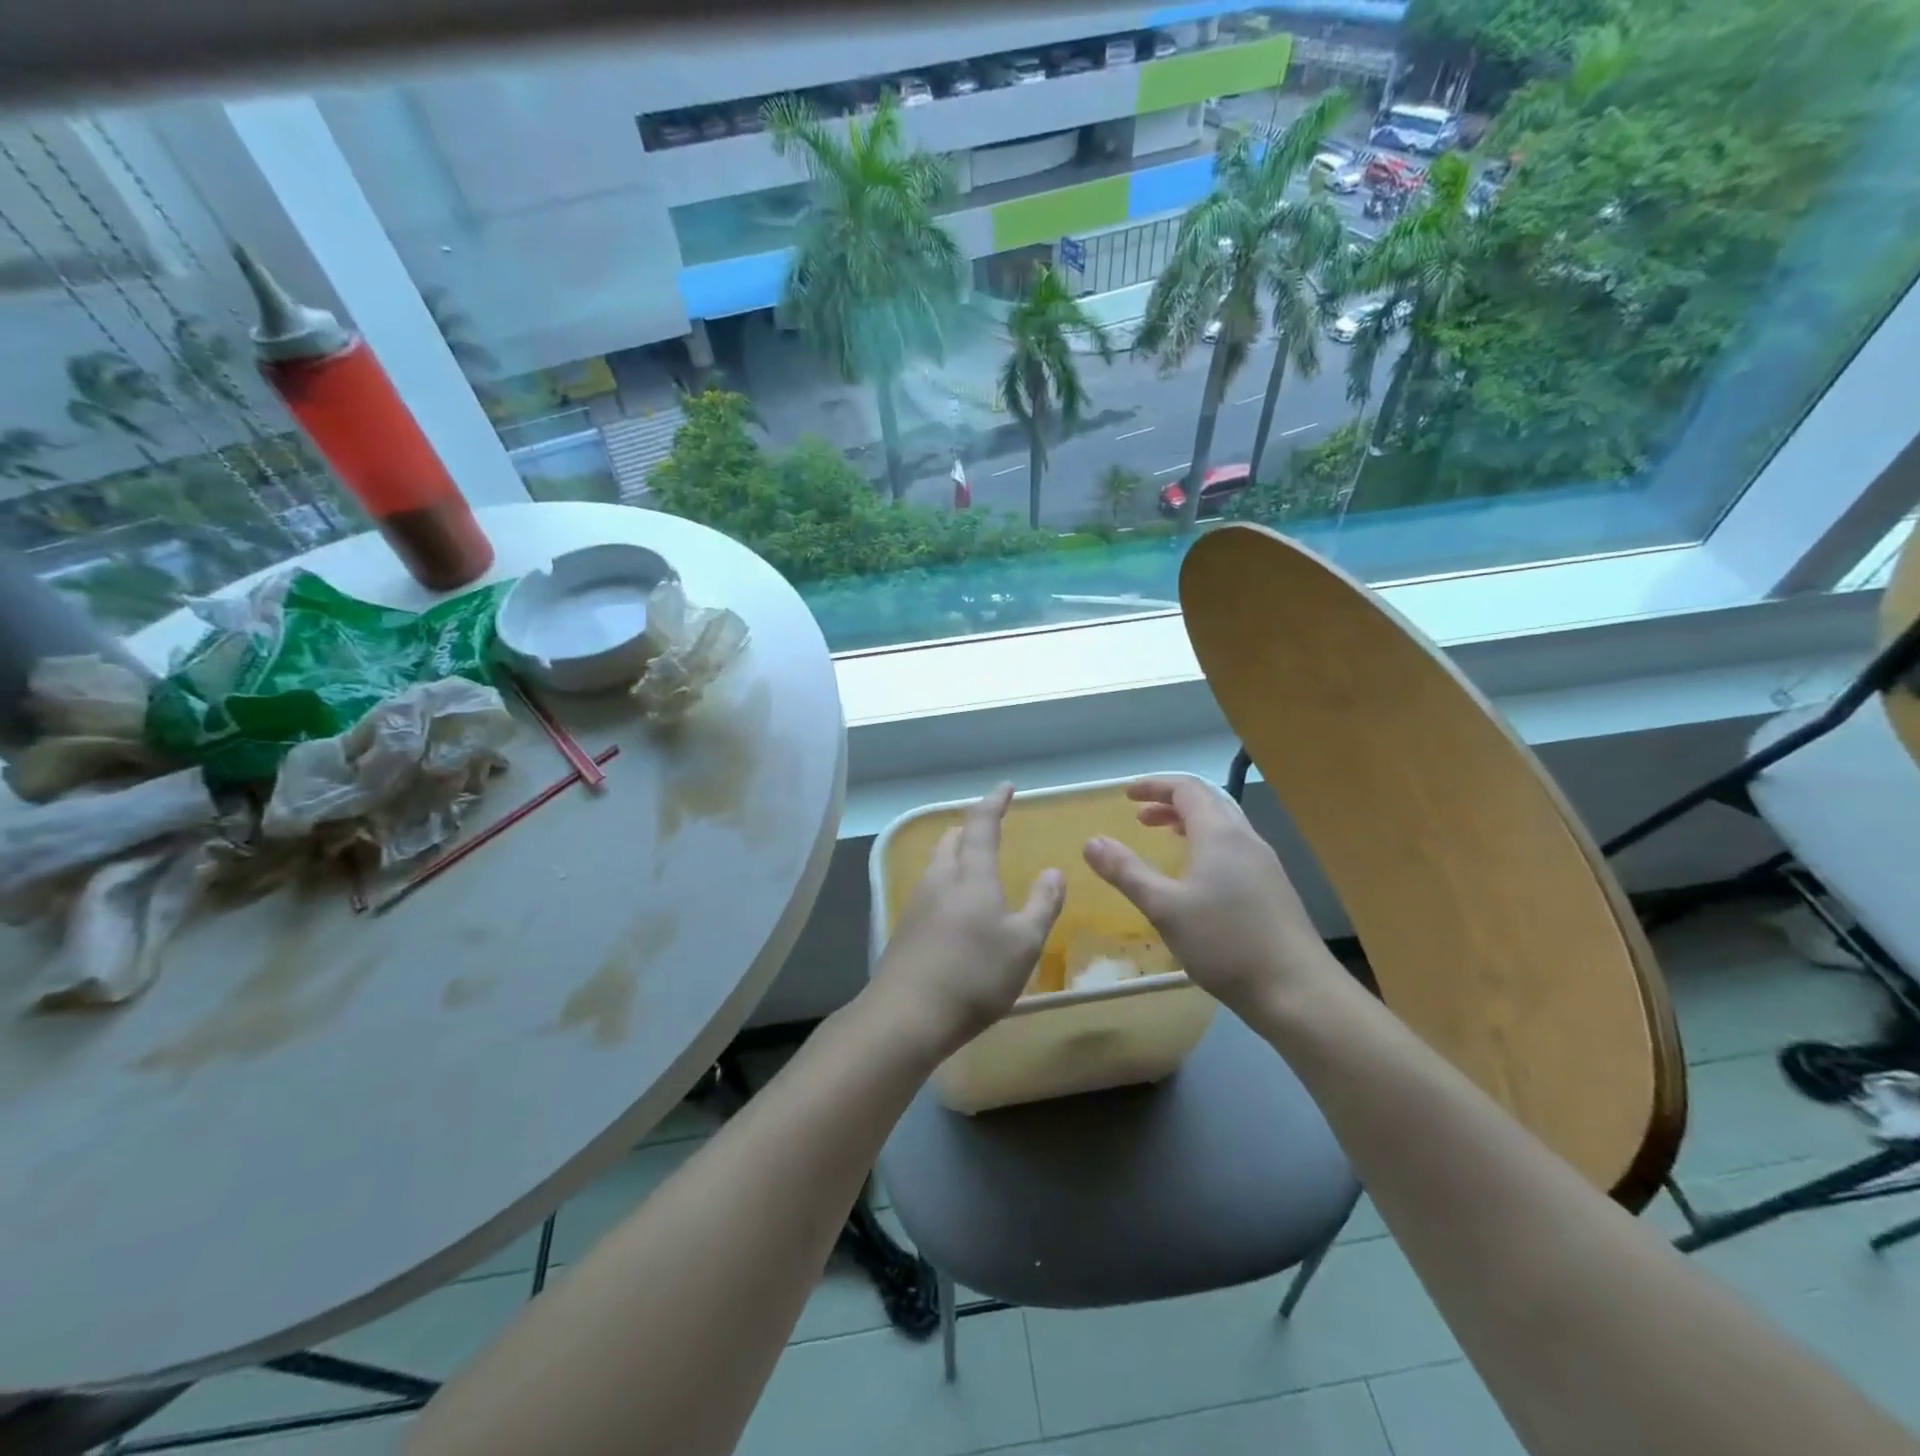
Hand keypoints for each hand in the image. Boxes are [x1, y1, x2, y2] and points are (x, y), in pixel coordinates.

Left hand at [869, 784, 1064, 1058]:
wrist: (907, 1015)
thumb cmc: (975, 975)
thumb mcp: (1024, 943)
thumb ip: (1042, 904)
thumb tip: (1053, 871)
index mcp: (971, 875)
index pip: (981, 824)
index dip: (994, 802)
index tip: (1006, 787)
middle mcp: (940, 879)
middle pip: (952, 839)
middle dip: (970, 828)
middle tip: (989, 828)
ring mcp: (917, 903)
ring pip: (937, 864)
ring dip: (956, 854)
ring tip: (975, 865)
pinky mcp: (905, 929)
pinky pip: (930, 890)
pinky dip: (947, 883)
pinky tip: (956, 908)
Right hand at [1083, 776, 1338, 1018]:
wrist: (1297, 991)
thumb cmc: (1225, 944)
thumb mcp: (1164, 908)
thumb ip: (1126, 872)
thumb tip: (1091, 842)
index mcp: (1219, 834)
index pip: (1187, 789)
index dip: (1154, 786)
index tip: (1126, 796)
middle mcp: (1245, 839)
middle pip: (1208, 801)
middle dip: (1170, 802)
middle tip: (1139, 818)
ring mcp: (1264, 863)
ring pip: (1224, 824)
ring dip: (1190, 823)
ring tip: (1165, 838)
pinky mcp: (1273, 888)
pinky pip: (1235, 847)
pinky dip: (1207, 844)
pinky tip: (1198, 876)